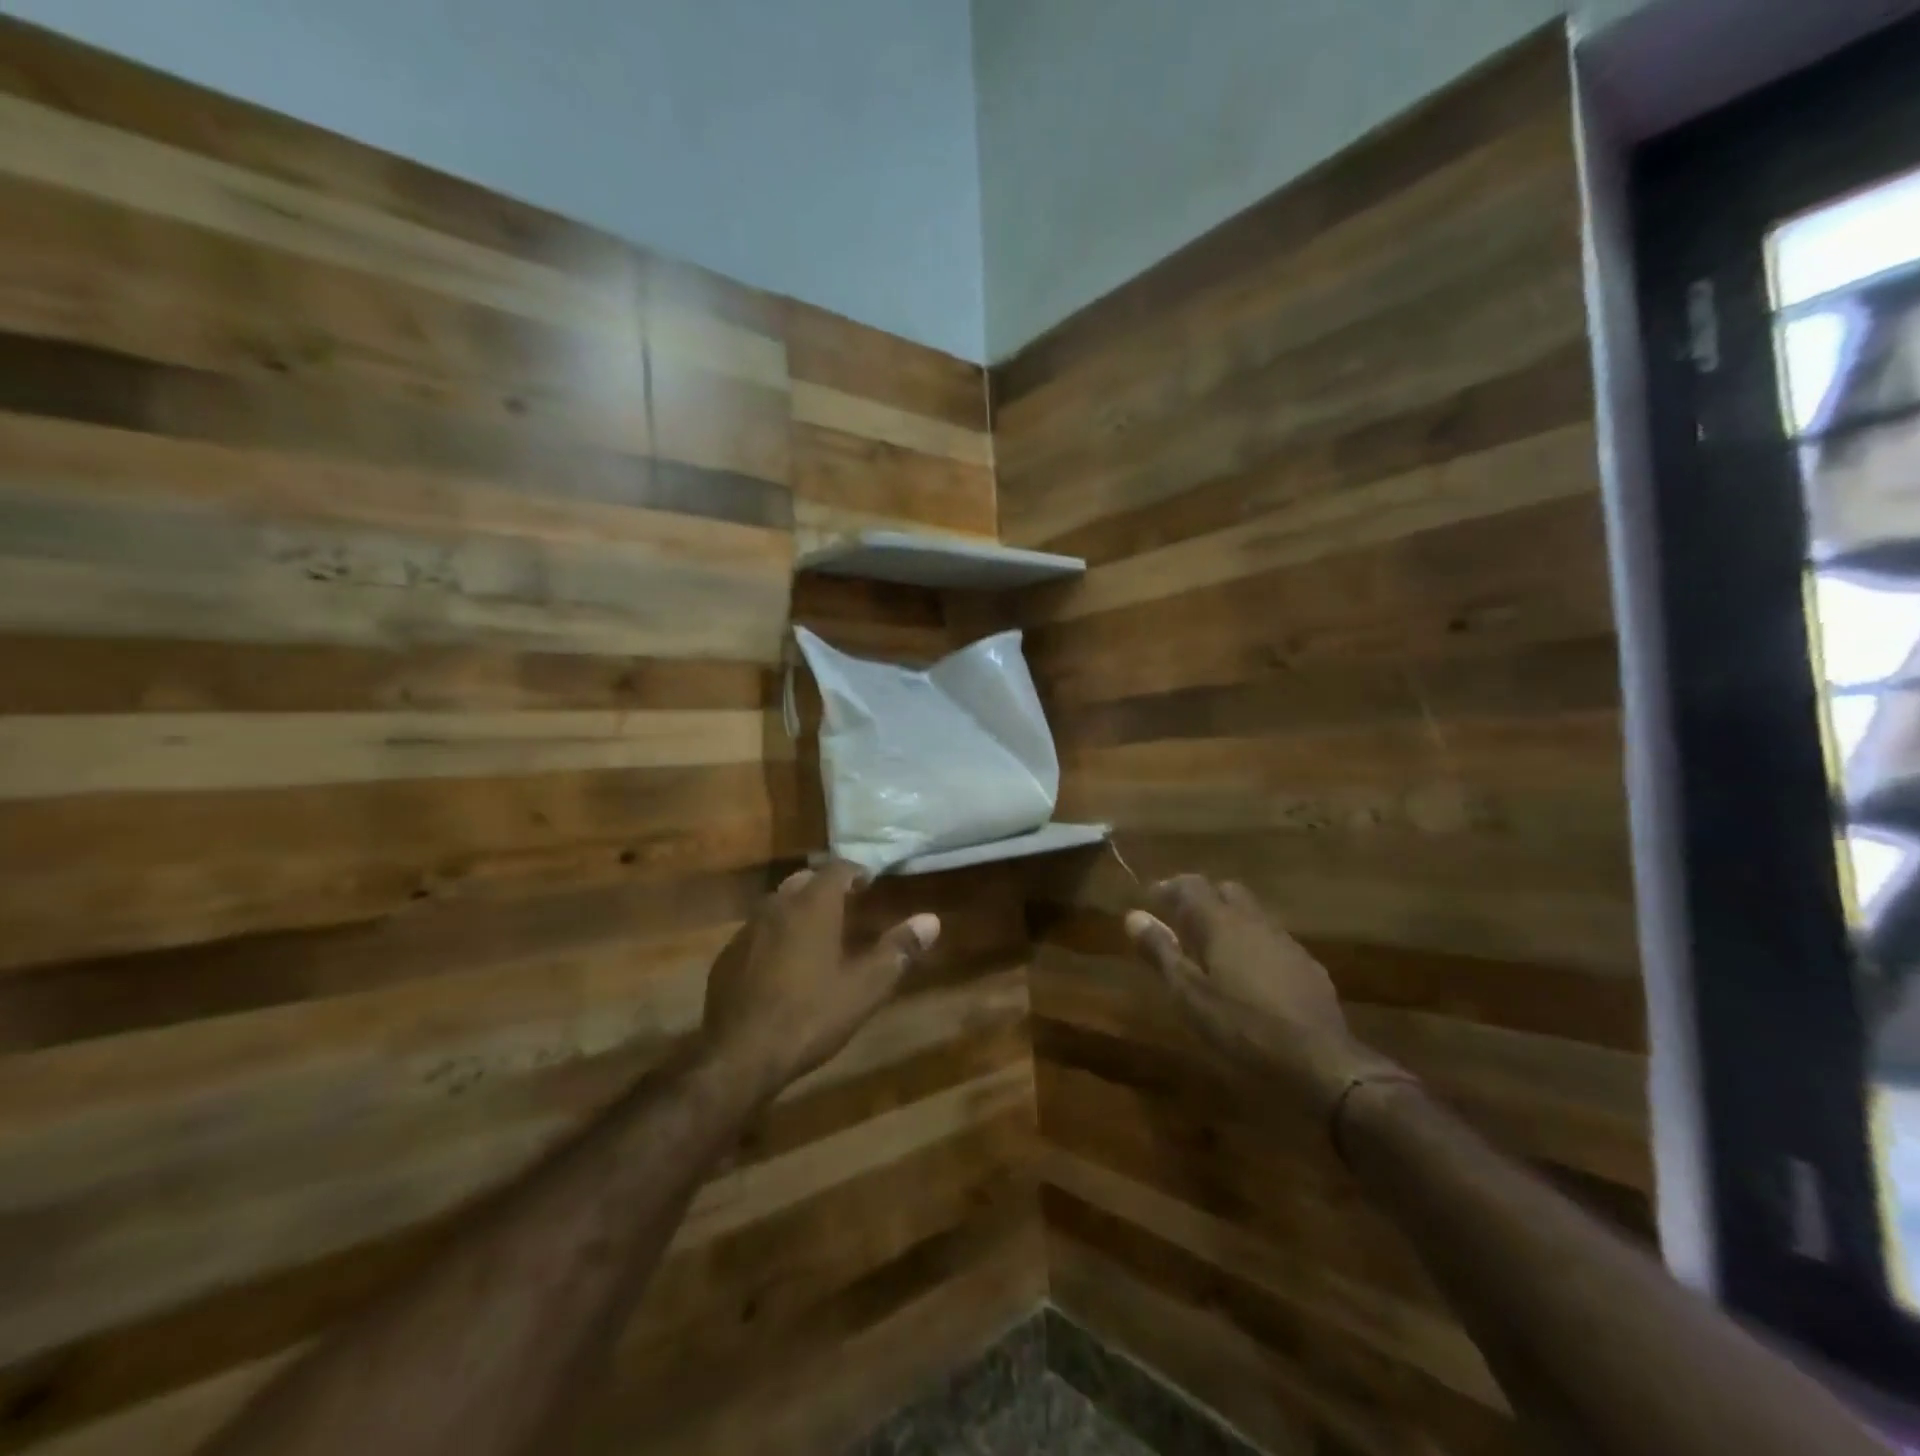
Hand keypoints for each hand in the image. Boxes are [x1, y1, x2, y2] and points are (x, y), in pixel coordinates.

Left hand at [701, 862, 939, 1101]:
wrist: (739, 1056)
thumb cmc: (810, 1015)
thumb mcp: (865, 987)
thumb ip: (898, 950)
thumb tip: (931, 920)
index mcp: (813, 906)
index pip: (837, 869)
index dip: (856, 872)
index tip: (869, 882)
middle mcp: (777, 907)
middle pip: (804, 881)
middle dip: (826, 887)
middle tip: (847, 905)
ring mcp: (746, 931)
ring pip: (777, 905)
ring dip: (799, 909)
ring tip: (817, 933)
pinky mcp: (726, 957)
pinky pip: (757, 932)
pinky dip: (775, 935)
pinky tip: (782, 964)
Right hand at [1125, 876, 1400, 1117]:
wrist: (1320, 1062)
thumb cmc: (1241, 1026)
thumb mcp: (1188, 994)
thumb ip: (1161, 951)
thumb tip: (1133, 915)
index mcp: (1221, 922)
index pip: (1191, 885)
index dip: (1169, 888)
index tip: (1151, 899)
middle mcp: (1254, 921)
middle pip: (1226, 891)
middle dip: (1202, 899)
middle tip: (1181, 922)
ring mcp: (1285, 942)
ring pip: (1252, 915)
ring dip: (1229, 922)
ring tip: (1211, 951)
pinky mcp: (1307, 967)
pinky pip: (1272, 941)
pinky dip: (1253, 946)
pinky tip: (1248, 976)